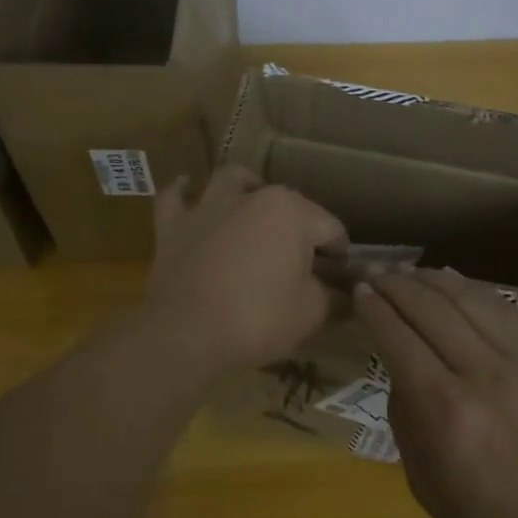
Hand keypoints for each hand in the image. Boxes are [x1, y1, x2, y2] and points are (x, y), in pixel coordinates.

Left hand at [142, 167, 347, 381]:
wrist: (186, 335)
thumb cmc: (258, 319)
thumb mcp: (312, 313)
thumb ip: (333, 296)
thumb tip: (344, 294)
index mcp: (292, 212)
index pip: (329, 227)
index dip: (339, 253)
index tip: (341, 276)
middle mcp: (251, 197)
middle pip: (287, 203)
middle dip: (299, 226)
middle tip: (303, 261)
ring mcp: (208, 207)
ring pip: (233, 182)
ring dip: (246, 189)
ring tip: (253, 205)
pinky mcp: (173, 226)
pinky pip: (176, 199)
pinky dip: (183, 194)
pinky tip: (188, 192)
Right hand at [355, 270, 517, 517]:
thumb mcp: (424, 483)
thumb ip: (405, 417)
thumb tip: (399, 367)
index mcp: (447, 414)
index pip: (400, 339)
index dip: (375, 309)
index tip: (358, 291)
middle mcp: (484, 376)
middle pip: (431, 308)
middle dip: (396, 284)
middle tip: (373, 272)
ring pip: (469, 297)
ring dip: (431, 279)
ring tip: (406, 271)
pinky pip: (504, 308)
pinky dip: (472, 288)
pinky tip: (452, 278)